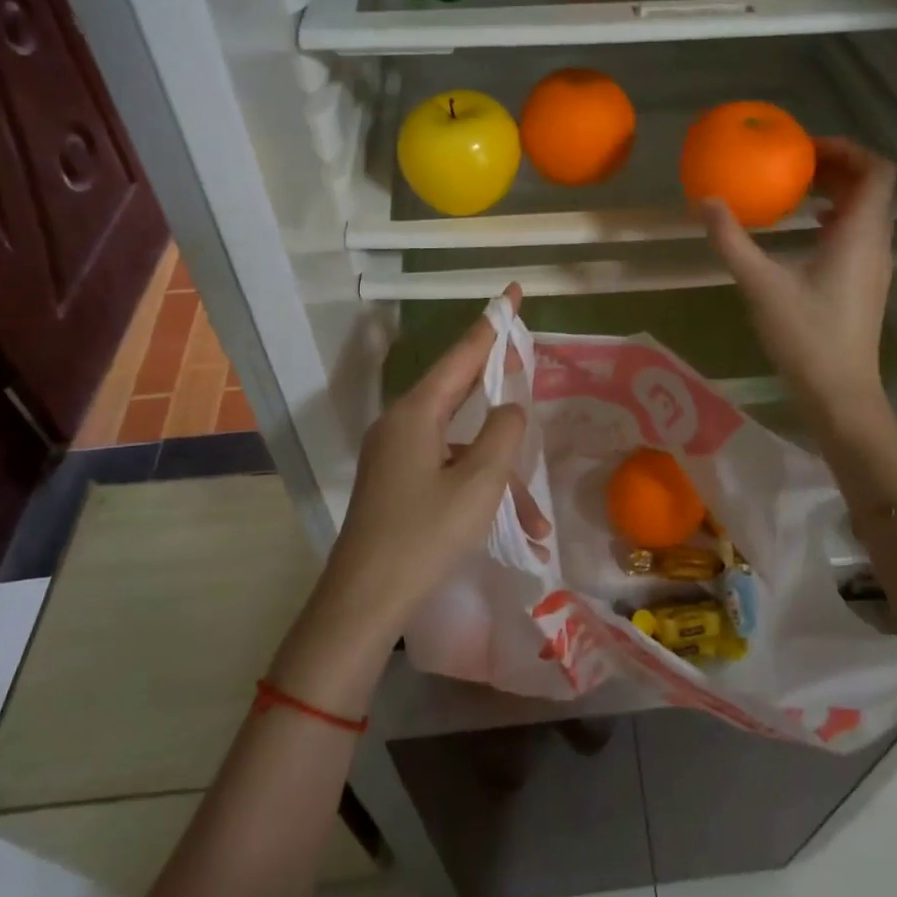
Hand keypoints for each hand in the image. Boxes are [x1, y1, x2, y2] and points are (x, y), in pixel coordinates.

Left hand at [312, 287, 542, 650]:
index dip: (492, 324)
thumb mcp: (479, 483)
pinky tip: (510, 531)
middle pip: (460, 391)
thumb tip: (511, 407)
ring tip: (533, 520)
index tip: (511, 292)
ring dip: (499, 474)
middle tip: (527, 360)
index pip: (462, 353)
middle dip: (498, 388)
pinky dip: (478, 490)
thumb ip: (504, 434)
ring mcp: (397, 455)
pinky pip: (447, 470)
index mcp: (417, 413)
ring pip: (461, 444)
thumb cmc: (424, 536)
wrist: (362, 604)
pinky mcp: (397, 484)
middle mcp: (402, 424)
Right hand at [701, 138, 896, 436]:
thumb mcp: (760, 284)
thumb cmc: (805, 336)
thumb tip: (706, 201)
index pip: (876, 170)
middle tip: (794, 164)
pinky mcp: (865, 284)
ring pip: (866, 211)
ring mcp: (874, 265)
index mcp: (860, 234)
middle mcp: (875, 243)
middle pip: (871, 187)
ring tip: (795, 192)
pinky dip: (835, 219)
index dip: (846, 149)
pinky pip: (858, 234)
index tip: (805, 149)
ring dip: (836, 193)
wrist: (840, 393)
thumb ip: (731, 240)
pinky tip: (803, 232)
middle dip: (836, 167)